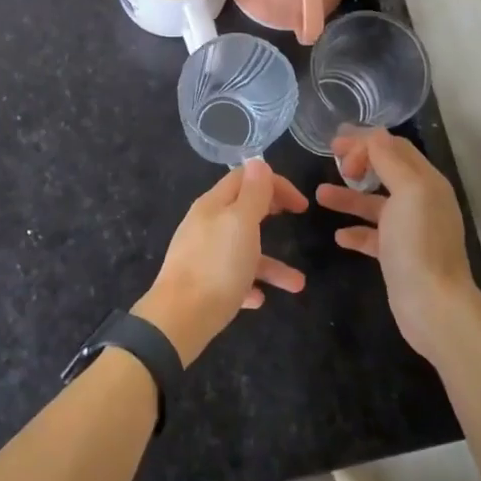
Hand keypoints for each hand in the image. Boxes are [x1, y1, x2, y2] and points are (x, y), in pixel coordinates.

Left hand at [134, 159, 308, 364]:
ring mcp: (201, 255)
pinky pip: (231, 279)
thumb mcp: (241, 223)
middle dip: (270, 211)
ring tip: (297, 284)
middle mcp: (205, 225)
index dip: (275, 183)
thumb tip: (258, 161)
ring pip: (242, 251)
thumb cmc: (217, 266)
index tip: (301, 204)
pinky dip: (249, 284)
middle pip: (241, 210)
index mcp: (213, 205)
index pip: (244, 178)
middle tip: (296, 218)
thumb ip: (252, 193)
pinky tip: (259, 299)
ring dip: (270, 264)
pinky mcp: (201, 285)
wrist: (179, 319)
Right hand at [318, 130, 480, 360]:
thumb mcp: (408, 191)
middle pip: (386, 170)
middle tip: (332, 159)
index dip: (366, 142)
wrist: (433, 306)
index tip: (336, 148)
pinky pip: (373, 235)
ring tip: (319, 195)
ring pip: (375, 203)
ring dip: (349, 195)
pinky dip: (355, 231)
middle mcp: (421, 201)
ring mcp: (410, 230)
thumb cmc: (418, 243)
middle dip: (359, 161)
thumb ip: (389, 160)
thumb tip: (372, 135)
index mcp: (426, 181)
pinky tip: (339, 236)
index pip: (394, 147)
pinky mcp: (398, 256)